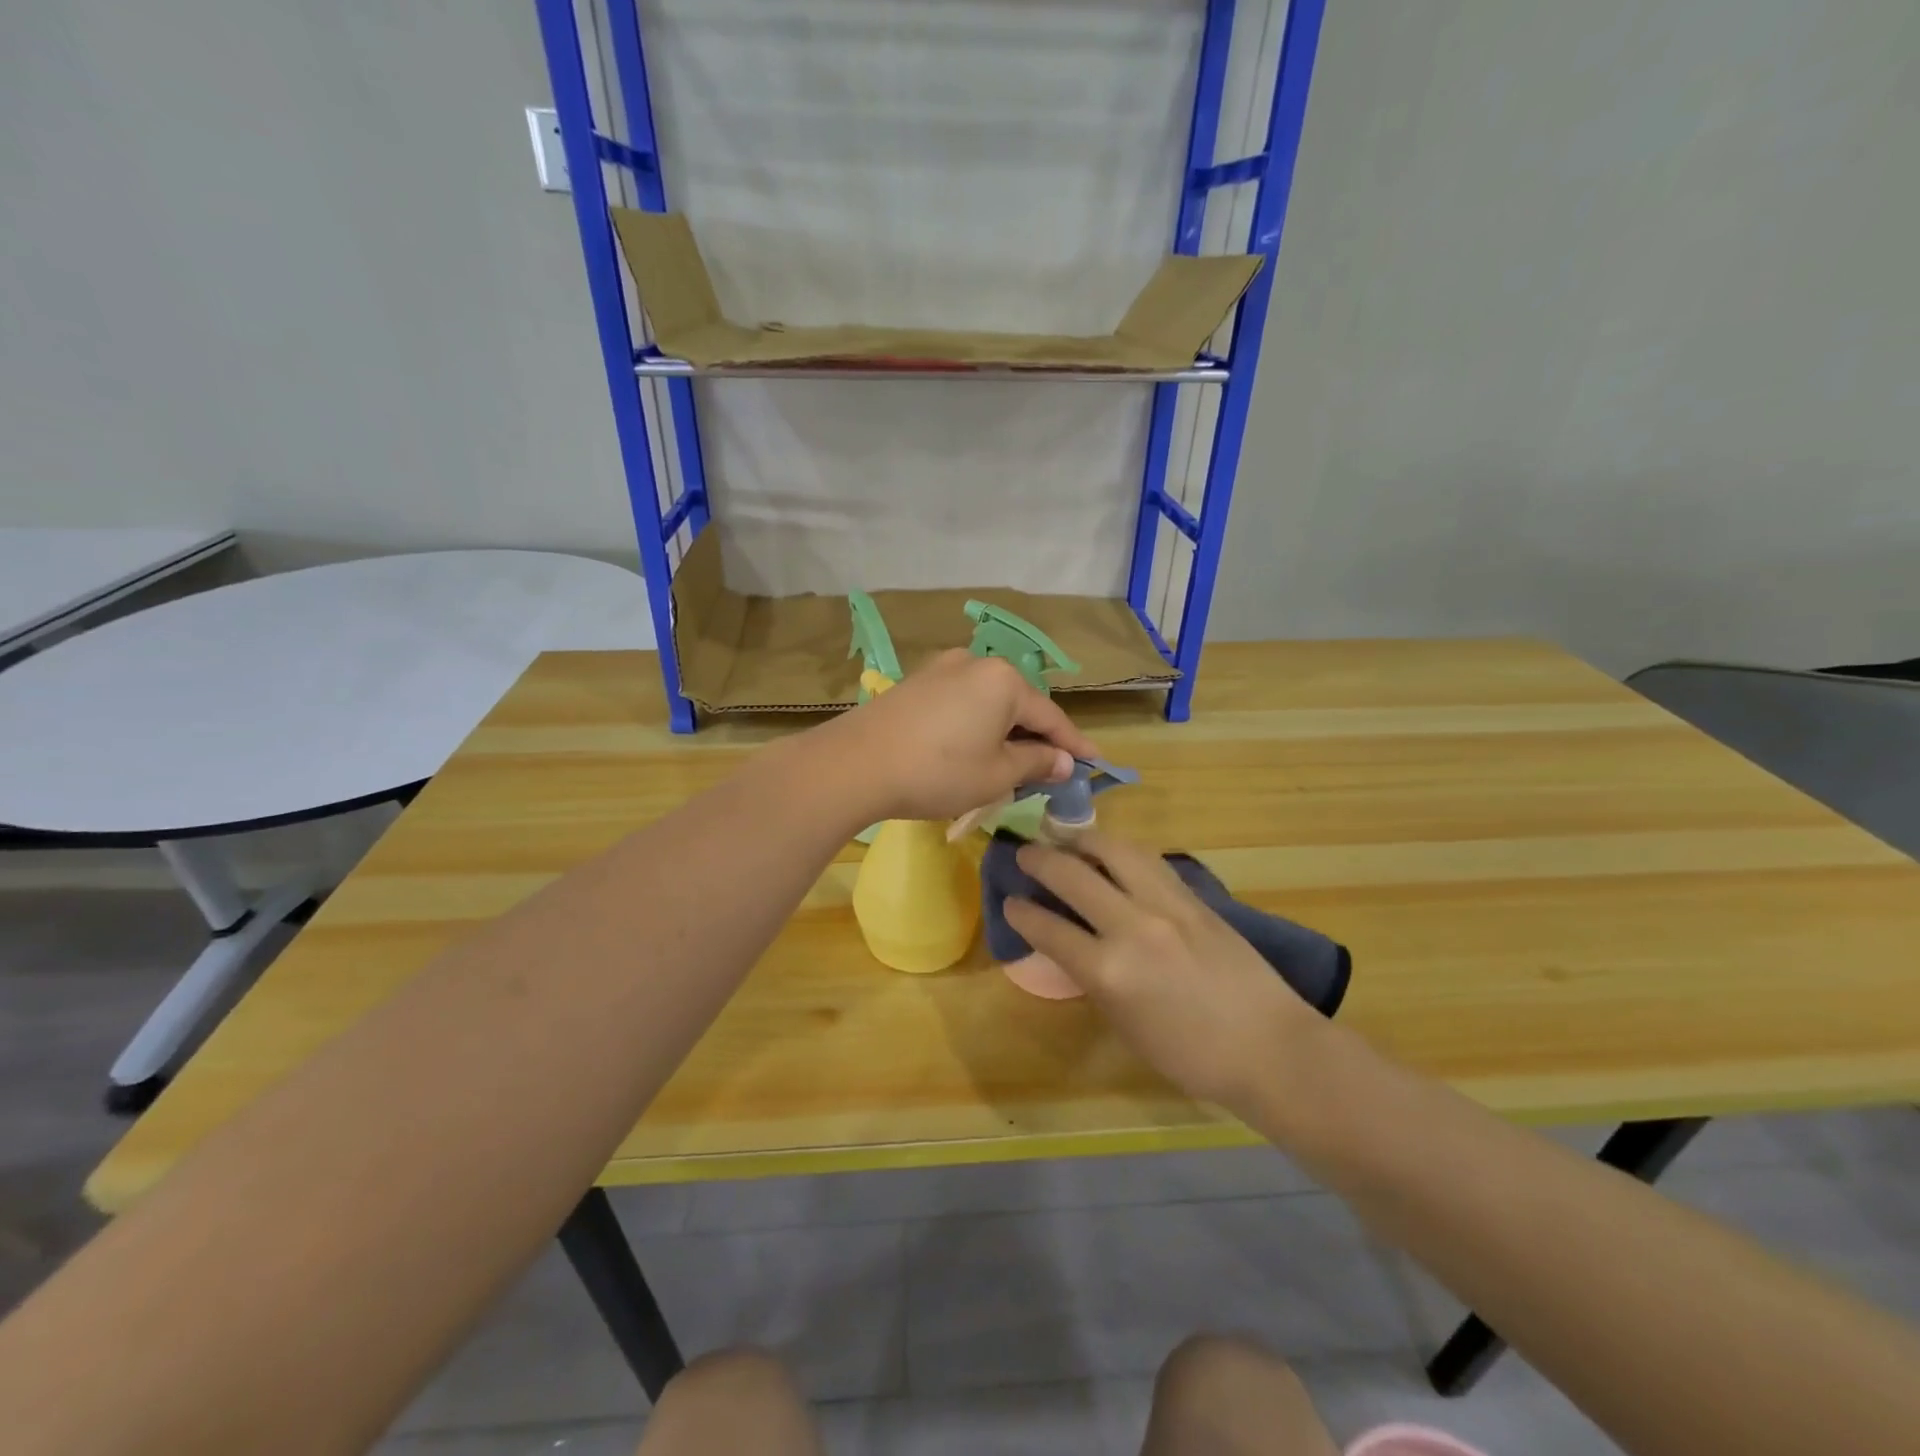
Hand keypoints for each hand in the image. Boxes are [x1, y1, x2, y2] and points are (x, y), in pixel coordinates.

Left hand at [825, 650, 1099, 822]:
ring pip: (988, 702)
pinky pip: (961, 702)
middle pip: (1019, 704)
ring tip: (1010, 761)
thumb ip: (1036, 763)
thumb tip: (1064, 761)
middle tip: (1050, 768)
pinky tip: (971, 748)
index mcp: (1004, 680)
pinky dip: (975, 724)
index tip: (1094, 763)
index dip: (1074, 744)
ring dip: (1004, 731)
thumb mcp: (996, 774)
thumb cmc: (938, 771)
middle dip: (1036, 736)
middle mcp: (975, 663)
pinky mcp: (915, 683)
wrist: (856, 764)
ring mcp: (941, 669)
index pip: (1051, 716)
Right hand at [1005, 831, 1323, 1114]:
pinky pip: (1148, 860)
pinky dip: (1121, 851)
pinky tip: (1112, 853)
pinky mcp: (1193, 896)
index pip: (1048, 928)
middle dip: (1039, 859)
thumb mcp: (1125, 1025)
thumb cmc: (1191, 1056)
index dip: (1020, 912)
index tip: (1009, 902)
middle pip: (1071, 874)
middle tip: (1025, 852)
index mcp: (1107, 971)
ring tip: (1067, 840)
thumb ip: (1094, 979)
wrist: (1269, 1047)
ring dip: (1082, 839)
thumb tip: (1074, 947)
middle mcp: (1131, 926)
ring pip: (1114, 849)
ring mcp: (1165, 905)